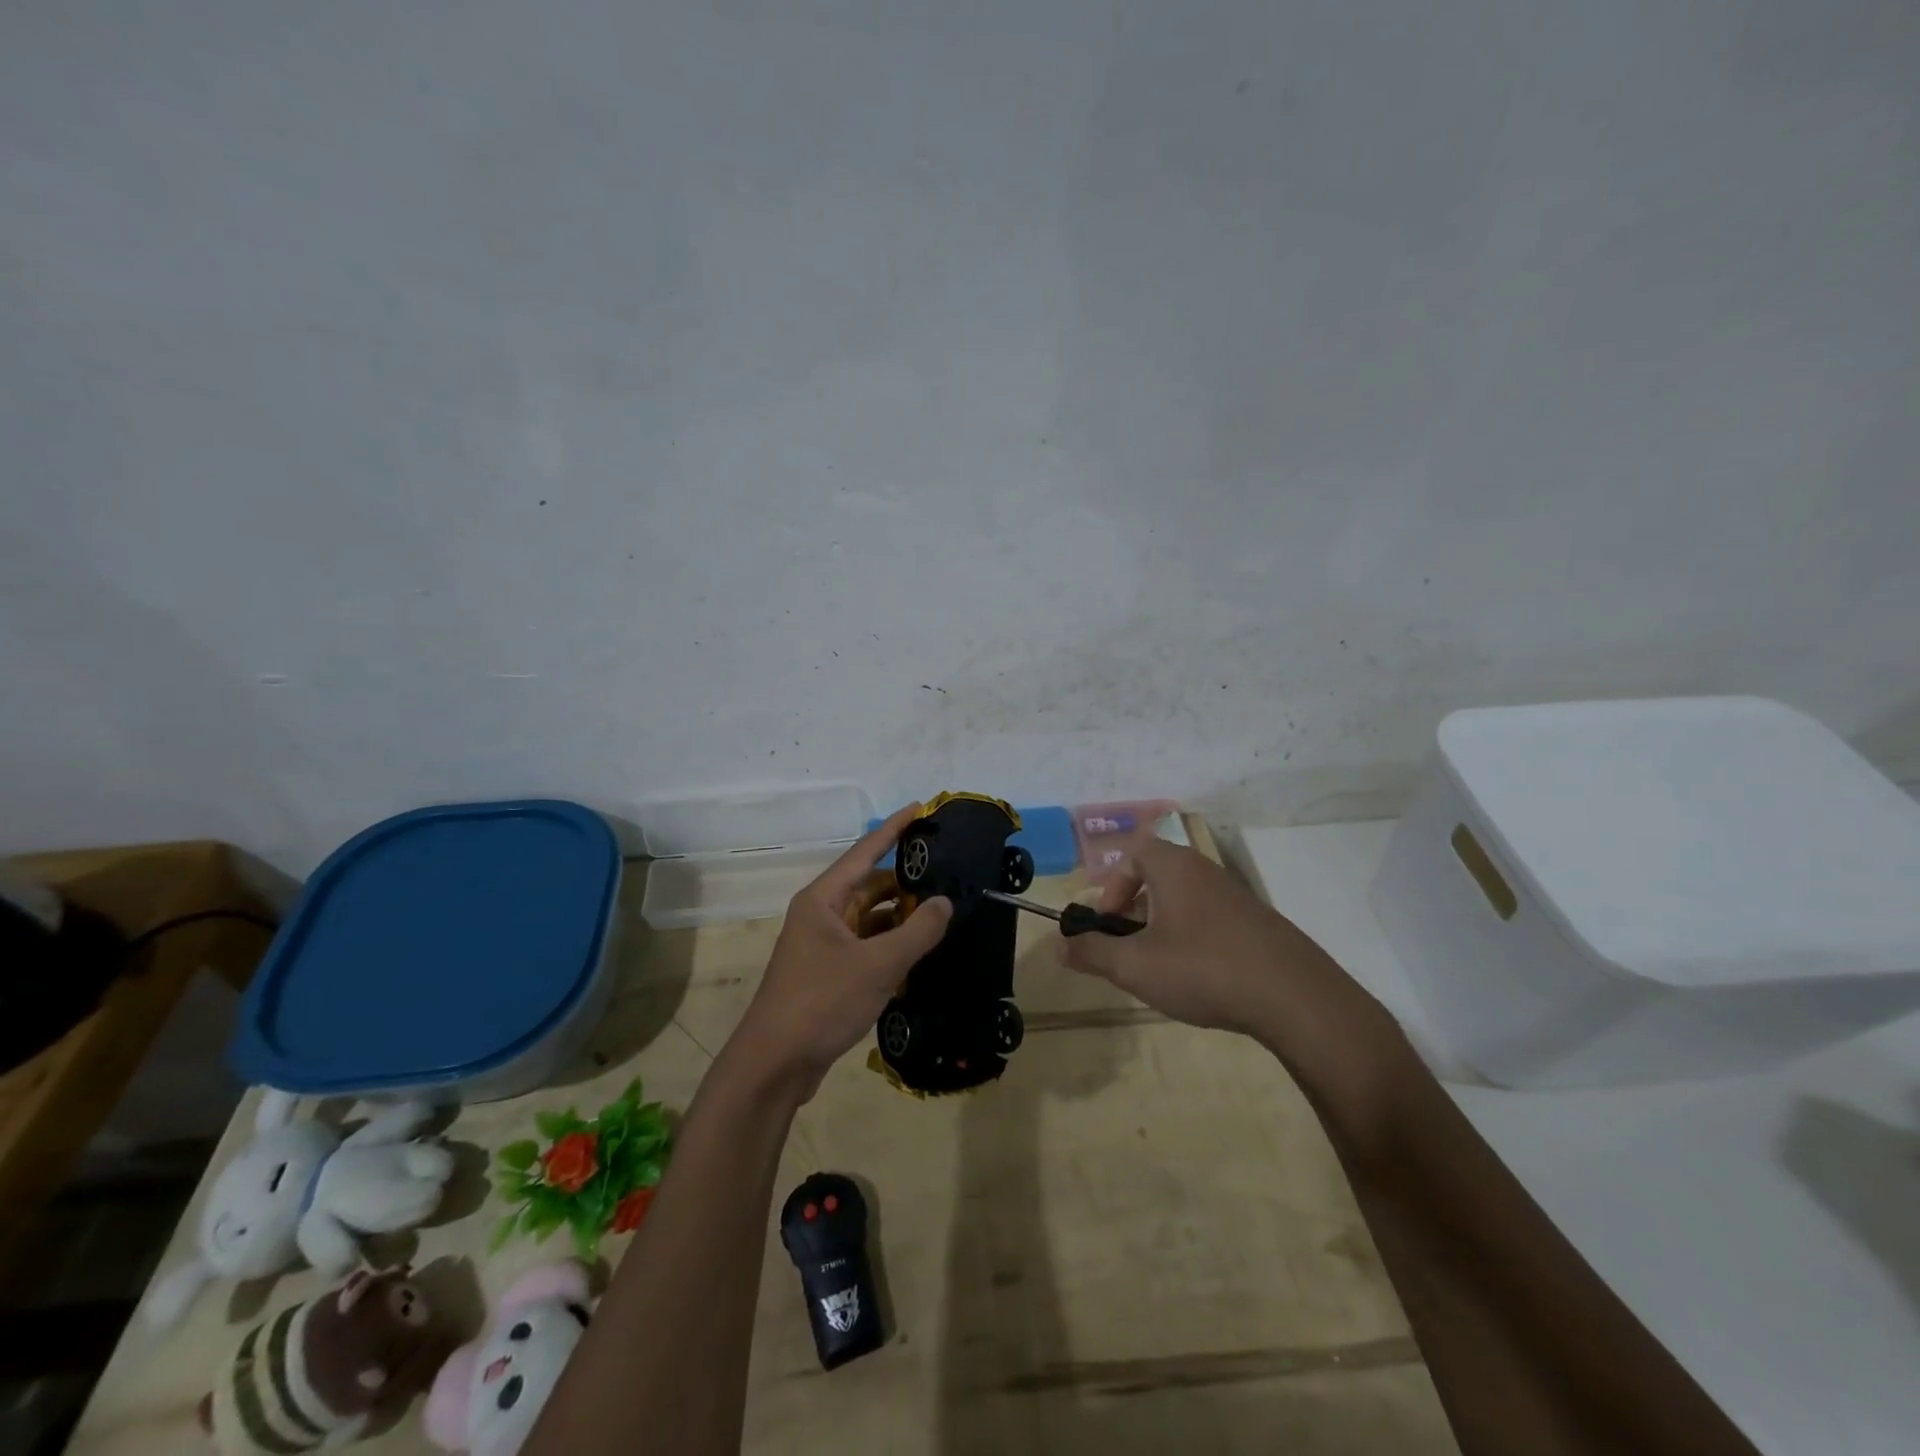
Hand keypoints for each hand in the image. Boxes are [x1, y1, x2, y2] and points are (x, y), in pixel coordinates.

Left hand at [727, 805, 951, 1097]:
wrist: (774, 1065)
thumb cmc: (821, 1002)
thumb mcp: (878, 966)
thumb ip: (918, 932)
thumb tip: (945, 902)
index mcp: (823, 899)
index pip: (865, 852)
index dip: (894, 829)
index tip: (921, 808)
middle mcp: (821, 915)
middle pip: (870, 886)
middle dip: (906, 882)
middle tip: (948, 875)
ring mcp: (824, 946)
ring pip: (871, 919)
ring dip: (902, 918)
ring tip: (943, 914)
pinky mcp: (829, 974)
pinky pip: (867, 947)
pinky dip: (891, 946)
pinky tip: (921, 952)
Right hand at [1057, 839, 1396, 1065]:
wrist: (1296, 997)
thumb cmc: (1203, 969)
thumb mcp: (1135, 966)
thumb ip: (1092, 953)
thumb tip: (1058, 946)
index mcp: (1174, 868)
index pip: (1134, 853)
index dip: (1113, 886)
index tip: (1110, 923)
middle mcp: (1205, 871)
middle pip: (1159, 876)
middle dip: (1136, 910)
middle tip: (1130, 948)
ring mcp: (1237, 897)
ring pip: (1185, 900)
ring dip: (1164, 927)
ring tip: (1162, 968)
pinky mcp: (1259, 924)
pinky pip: (1212, 920)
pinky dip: (1195, 940)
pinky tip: (1201, 979)